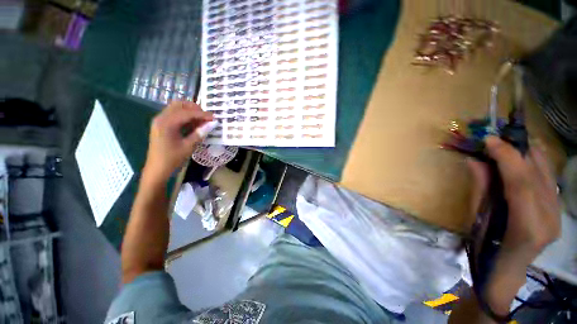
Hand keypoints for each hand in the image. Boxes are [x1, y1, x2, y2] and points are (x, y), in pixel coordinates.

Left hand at [143, 101, 212, 182]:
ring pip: (176, 108)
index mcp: (166, 123)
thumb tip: (212, 124)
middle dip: (194, 108)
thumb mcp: (188, 146)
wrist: (157, 168)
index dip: (202, 114)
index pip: (187, 113)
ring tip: (202, 121)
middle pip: (179, 105)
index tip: (214, 117)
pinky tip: (193, 124)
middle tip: (206, 117)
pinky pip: (174, 115)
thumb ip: (199, 133)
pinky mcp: (161, 125)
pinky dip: (185, 116)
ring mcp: (160, 121)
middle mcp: (161, 118)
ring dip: (190, 112)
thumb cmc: (172, 159)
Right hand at [467, 136, 560, 311]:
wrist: (507, 269)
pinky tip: (525, 156)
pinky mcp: (557, 209)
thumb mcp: (477, 219)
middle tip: (496, 138)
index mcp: (527, 226)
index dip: (506, 157)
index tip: (489, 140)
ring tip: (508, 143)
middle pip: (537, 174)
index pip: (521, 182)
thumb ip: (481, 188)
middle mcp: (549, 218)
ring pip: (547, 173)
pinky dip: (537, 163)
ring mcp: (557, 213)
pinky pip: (549, 178)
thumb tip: (475, 160)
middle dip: (517, 150)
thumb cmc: (486, 248)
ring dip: (528, 153)